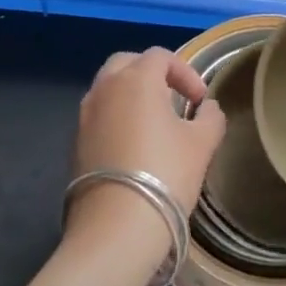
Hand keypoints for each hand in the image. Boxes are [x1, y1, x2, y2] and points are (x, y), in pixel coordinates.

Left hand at [67, 48, 226, 261]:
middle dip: (151, 74)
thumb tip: (207, 108)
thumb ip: (210, 117)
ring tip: (153, 123)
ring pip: (108, 88)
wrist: (115, 228)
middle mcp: (105, 88)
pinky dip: (115, 118)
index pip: (161, 56)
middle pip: (127, 63)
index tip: (199, 100)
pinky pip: (98, 115)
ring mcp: (85, 115)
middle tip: (172, 98)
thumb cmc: (165, 175)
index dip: (185, 72)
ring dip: (131, 95)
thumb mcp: (202, 144)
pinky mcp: (75, 143)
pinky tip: (132, 147)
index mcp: (136, 79)